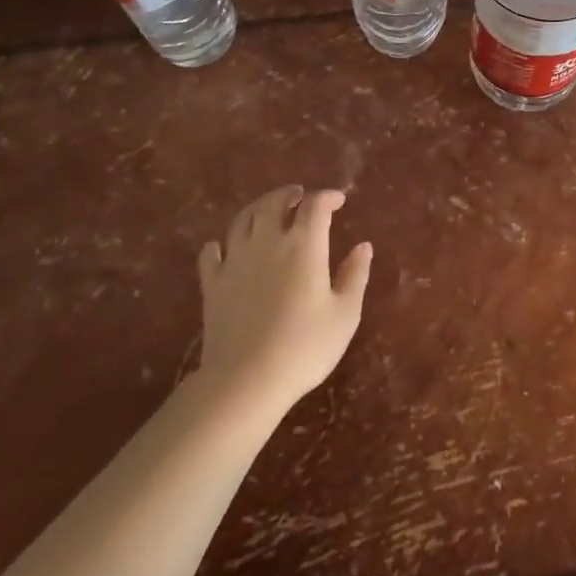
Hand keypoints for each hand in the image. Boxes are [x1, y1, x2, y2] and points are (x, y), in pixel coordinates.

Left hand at [196, 186, 371, 407]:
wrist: (246, 380)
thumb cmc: (305, 346)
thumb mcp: (345, 314)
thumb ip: (355, 275)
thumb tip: (363, 246)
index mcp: (303, 245)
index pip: (315, 206)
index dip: (327, 197)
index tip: (338, 201)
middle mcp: (267, 242)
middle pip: (273, 203)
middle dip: (289, 195)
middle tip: (299, 196)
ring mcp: (235, 261)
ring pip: (242, 220)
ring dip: (257, 209)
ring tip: (266, 211)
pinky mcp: (212, 284)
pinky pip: (211, 253)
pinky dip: (219, 244)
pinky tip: (223, 248)